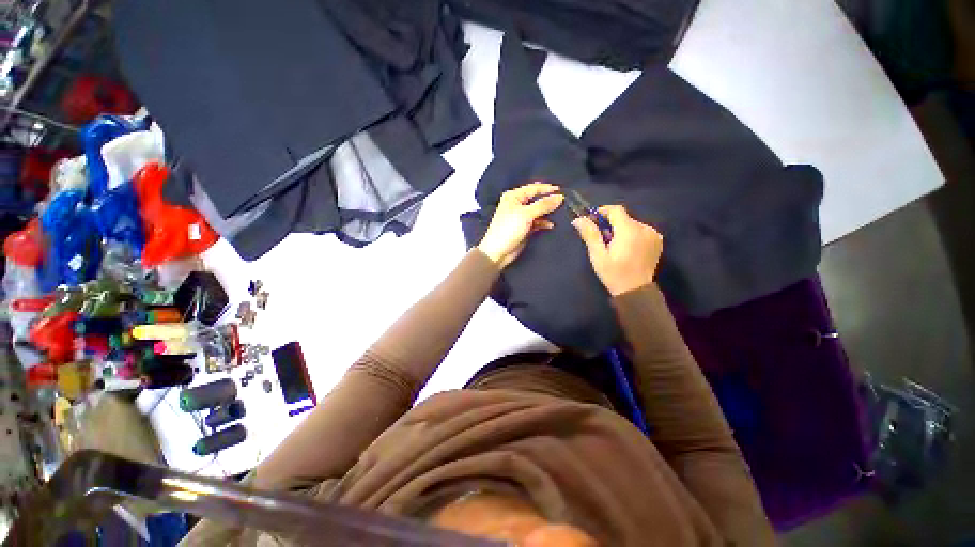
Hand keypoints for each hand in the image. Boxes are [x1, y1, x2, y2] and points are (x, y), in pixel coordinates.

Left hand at [478, 182, 563, 268]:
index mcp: (514, 196)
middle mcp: (517, 204)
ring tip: (561, 214)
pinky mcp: (525, 227)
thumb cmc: (508, 229)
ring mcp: (521, 216)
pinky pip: (538, 222)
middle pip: (537, 199)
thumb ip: (543, 205)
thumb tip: (560, 197)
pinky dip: (544, 223)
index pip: (534, 188)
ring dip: (548, 213)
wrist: (498, 252)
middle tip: (565, 202)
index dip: (547, 189)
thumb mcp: (526, 215)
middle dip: (549, 201)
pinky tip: (551, 225)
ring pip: (539, 211)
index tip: (563, 191)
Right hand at [572, 205, 662, 295]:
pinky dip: (632, 234)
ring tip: (614, 245)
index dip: (603, 212)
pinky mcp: (657, 241)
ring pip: (632, 224)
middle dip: (611, 224)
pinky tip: (627, 248)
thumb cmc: (613, 274)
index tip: (592, 221)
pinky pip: (641, 230)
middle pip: (624, 217)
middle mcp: (644, 228)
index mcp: (629, 230)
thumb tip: (578, 219)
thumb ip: (590, 234)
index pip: (616, 210)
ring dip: (621, 230)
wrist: (636, 291)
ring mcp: (653, 234)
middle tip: (601, 239)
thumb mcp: (598, 255)